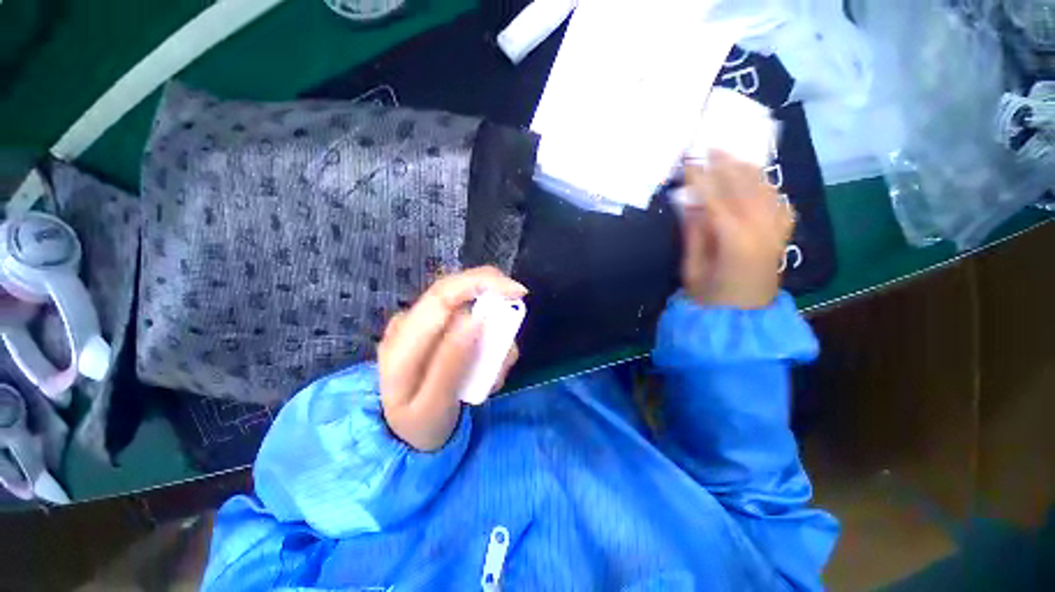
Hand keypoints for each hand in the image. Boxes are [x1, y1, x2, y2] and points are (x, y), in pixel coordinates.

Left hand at [378, 267, 525, 451]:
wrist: (404, 431)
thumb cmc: (419, 424)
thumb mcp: (435, 404)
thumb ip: (451, 362)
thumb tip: (475, 318)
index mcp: (402, 341)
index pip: (443, 295)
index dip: (482, 284)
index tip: (518, 292)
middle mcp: (411, 322)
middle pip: (456, 287)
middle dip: (493, 293)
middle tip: (517, 314)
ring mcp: (424, 323)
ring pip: (468, 302)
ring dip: (494, 326)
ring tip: (497, 368)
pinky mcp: (438, 328)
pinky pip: (470, 316)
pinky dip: (489, 336)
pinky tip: (487, 365)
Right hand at [680, 152, 794, 309]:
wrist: (742, 321)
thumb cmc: (710, 299)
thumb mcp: (692, 268)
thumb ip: (694, 234)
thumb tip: (691, 203)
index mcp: (735, 240)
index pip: (716, 198)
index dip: (700, 177)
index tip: (689, 160)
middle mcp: (762, 230)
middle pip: (745, 187)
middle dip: (726, 164)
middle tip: (710, 146)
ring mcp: (776, 232)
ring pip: (765, 190)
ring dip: (747, 170)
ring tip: (731, 155)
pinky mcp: (781, 236)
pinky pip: (778, 202)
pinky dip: (766, 186)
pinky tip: (756, 180)